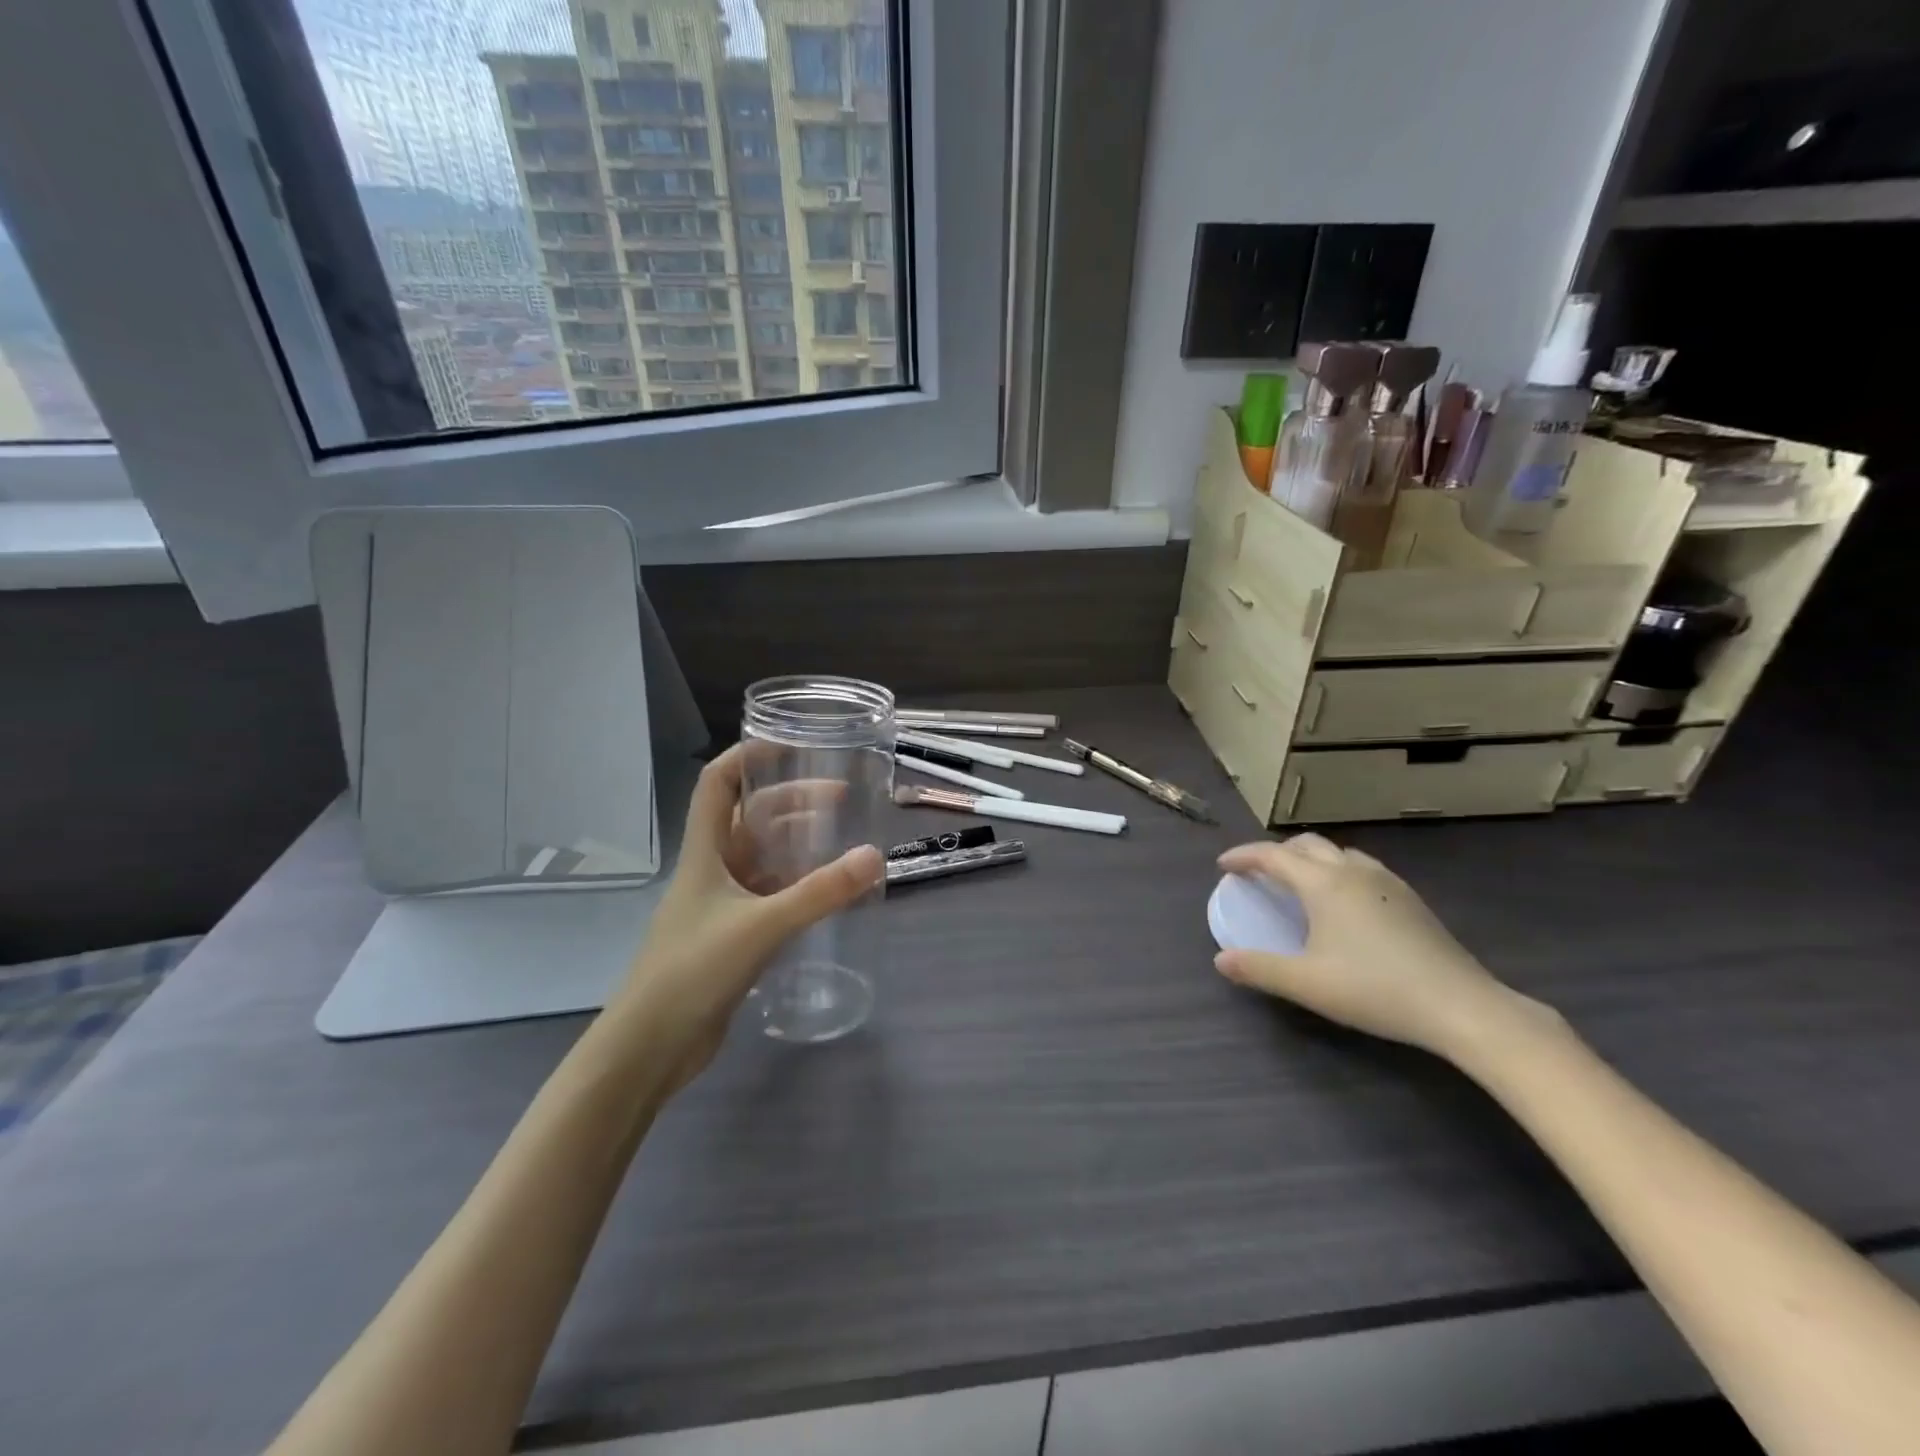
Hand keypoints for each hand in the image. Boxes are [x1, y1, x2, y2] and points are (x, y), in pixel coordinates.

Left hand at [610, 744, 883, 1086]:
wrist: (649, 1047)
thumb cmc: (693, 971)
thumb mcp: (761, 926)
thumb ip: (819, 893)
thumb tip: (874, 856)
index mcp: (704, 852)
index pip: (717, 784)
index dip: (746, 757)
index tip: (788, 744)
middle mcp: (711, 870)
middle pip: (749, 818)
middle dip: (791, 800)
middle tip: (840, 797)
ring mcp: (720, 905)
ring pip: (761, 858)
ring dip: (796, 843)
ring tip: (841, 837)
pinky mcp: (731, 937)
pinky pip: (769, 895)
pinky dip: (796, 885)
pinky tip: (826, 890)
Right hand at [1214, 834, 1539, 1060]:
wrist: (1460, 1005)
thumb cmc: (1374, 989)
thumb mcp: (1306, 983)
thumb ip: (1259, 968)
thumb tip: (1220, 960)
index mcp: (1323, 883)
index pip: (1272, 855)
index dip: (1244, 856)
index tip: (1223, 865)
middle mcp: (1352, 871)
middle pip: (1306, 844)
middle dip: (1276, 852)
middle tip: (1258, 873)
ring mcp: (1386, 881)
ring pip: (1338, 853)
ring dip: (1310, 859)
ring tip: (1299, 883)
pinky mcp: (1409, 898)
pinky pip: (1361, 867)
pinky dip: (1337, 871)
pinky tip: (1343, 903)